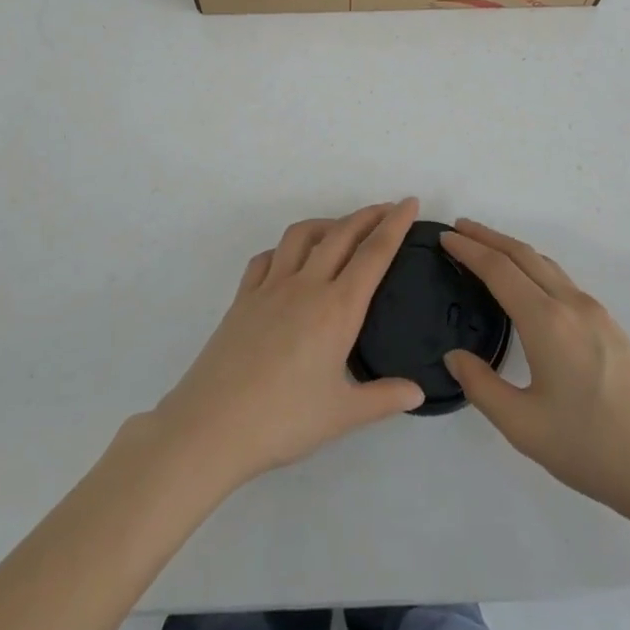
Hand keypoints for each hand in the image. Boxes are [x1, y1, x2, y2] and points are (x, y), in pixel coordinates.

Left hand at [150, 199, 424, 490]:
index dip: (394, 225)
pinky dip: (284, 249)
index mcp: (337, 309)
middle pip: (341, 234)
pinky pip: (267, 258)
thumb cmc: (283, 421)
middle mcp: (306, 285)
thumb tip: (418, 392)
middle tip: (387, 208)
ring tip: (340, 230)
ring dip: (326, 223)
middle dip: (368, 216)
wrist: (211, 426)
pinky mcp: (243, 297)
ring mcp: (270, 287)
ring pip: (301, 236)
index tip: (409, 203)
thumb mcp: (342, 416)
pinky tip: (289, 261)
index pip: (373, 254)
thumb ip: (383, 398)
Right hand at [442, 220, 629, 528]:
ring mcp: (595, 313)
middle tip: (459, 228)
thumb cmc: (592, 449)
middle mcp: (571, 304)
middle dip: (488, 237)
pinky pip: (561, 280)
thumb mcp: (524, 427)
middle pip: (523, 255)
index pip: (499, 270)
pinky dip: (533, 268)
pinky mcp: (610, 327)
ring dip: (512, 250)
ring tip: (486, 249)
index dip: (469, 250)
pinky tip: (527, 286)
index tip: (445, 237)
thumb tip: (454, 356)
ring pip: (546, 265)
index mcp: (547, 321)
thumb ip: (482, 387)